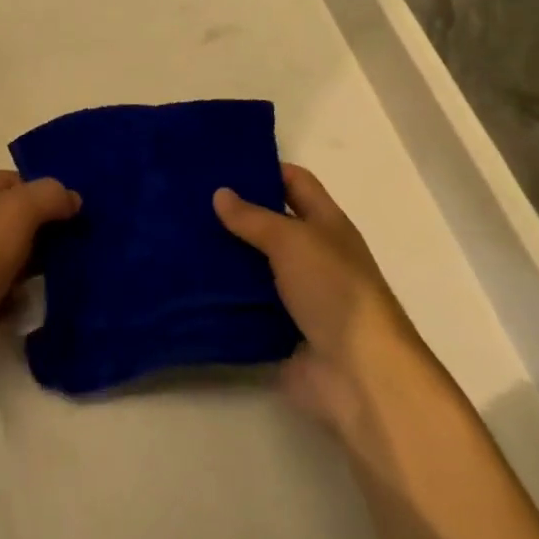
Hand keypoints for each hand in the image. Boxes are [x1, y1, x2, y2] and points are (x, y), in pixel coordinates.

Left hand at [0, 171, 79, 397]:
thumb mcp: (16, 209)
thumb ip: (48, 196)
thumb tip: (73, 199)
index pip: (12, 182)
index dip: (44, 189)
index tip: (79, 206)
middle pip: (18, 221)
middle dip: (51, 227)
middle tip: (90, 236)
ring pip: (20, 259)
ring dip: (48, 263)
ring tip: (87, 266)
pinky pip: (17, 296)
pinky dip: (35, 296)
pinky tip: (63, 298)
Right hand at [214, 164, 431, 438]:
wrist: (359, 375)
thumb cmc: (334, 290)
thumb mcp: (292, 240)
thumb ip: (254, 217)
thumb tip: (220, 193)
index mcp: (326, 224)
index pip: (295, 182)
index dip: (264, 168)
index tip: (221, 162)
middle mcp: (313, 255)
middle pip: (271, 224)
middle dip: (235, 213)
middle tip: (188, 199)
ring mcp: (298, 295)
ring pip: (255, 266)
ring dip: (225, 256)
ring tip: (179, 237)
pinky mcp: (281, 331)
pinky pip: (246, 306)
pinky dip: (223, 298)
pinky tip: (190, 283)